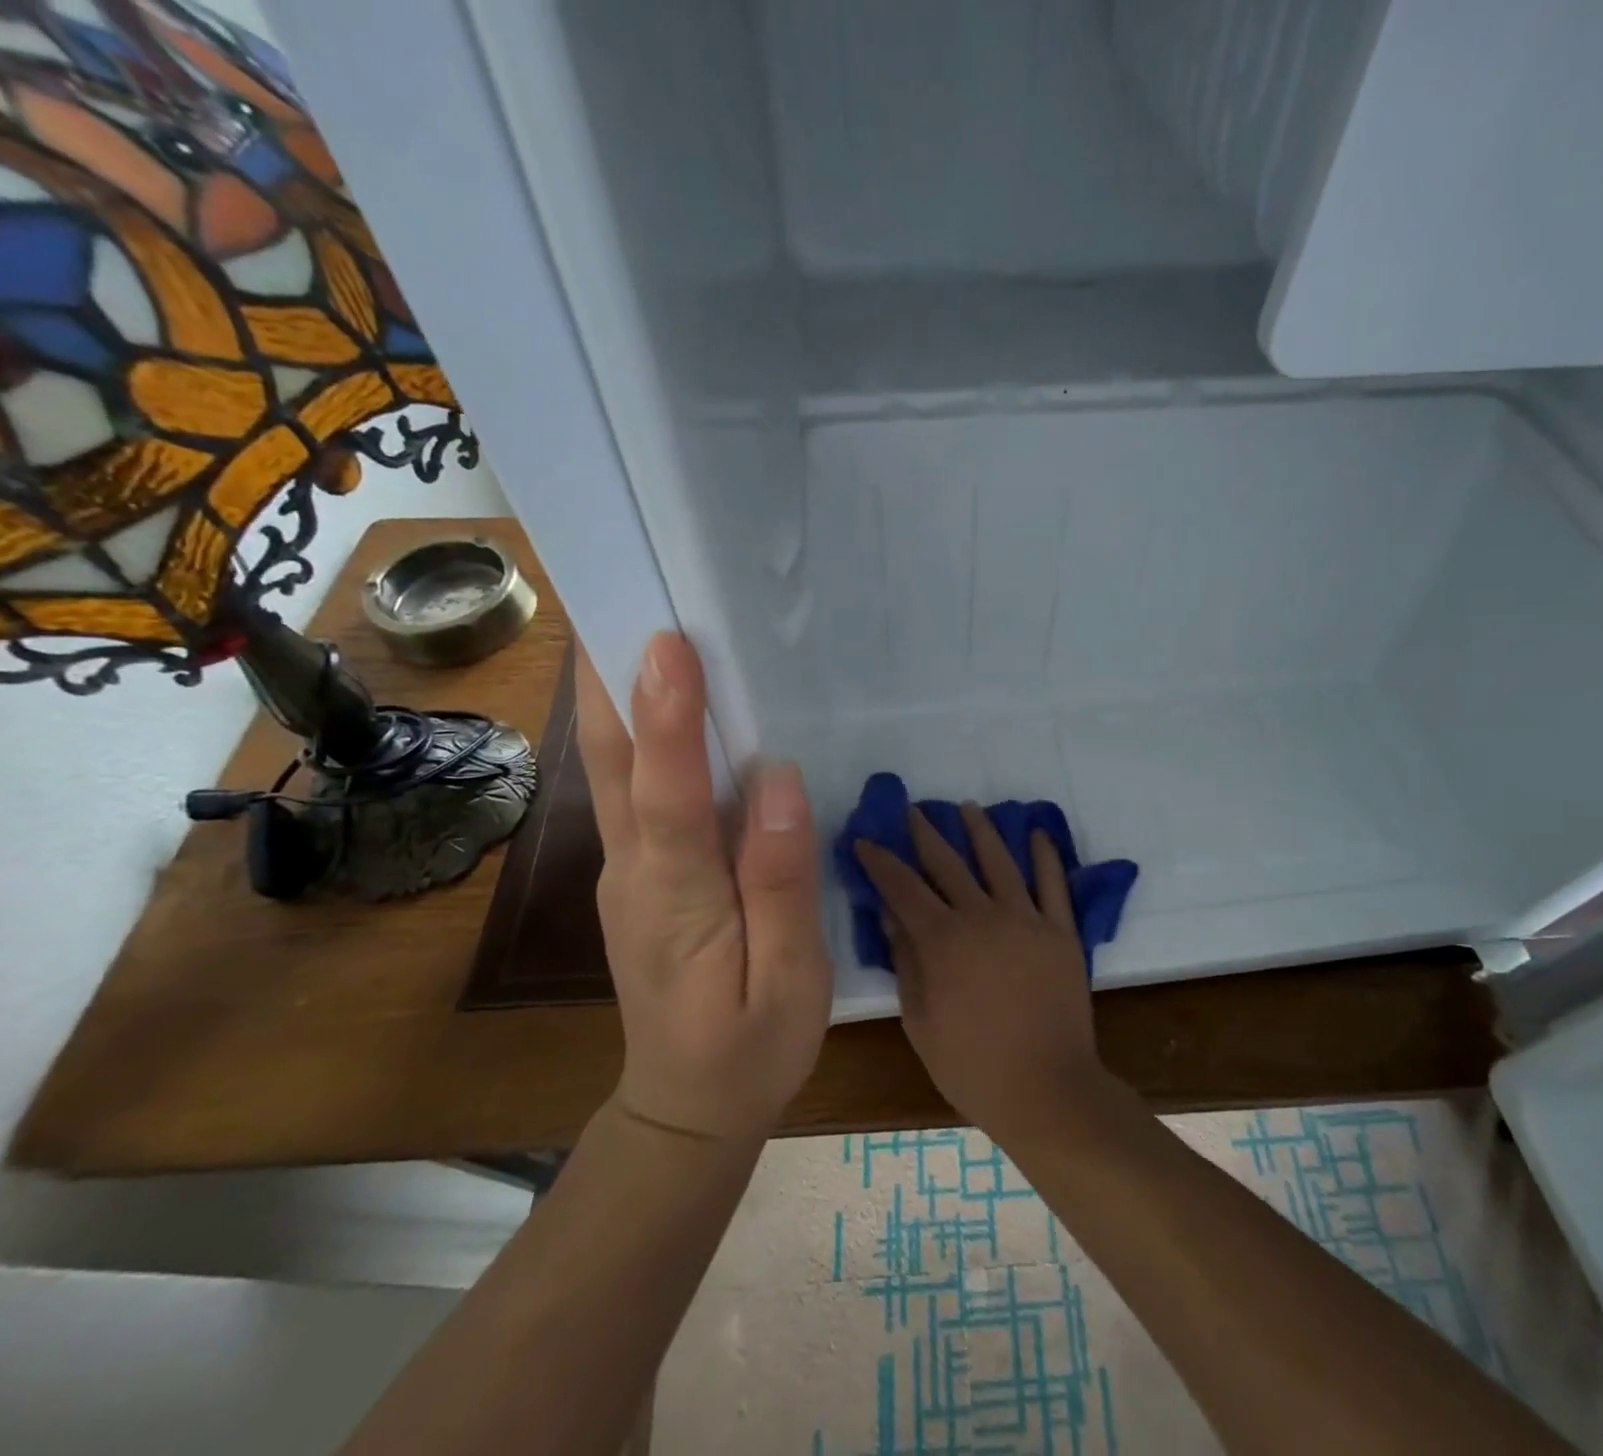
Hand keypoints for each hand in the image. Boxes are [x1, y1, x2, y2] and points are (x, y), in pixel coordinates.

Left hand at [577, 631, 830, 1141]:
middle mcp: (635, 871)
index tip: (669, 645)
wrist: (684, 1108)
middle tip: (621, 597)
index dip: (668, 719)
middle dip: (612, 679)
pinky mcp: (638, 873)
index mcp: (678, 899)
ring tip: (632, 623)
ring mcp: (627, 870)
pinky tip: (663, 702)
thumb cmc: (749, 1049)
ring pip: (614, 771)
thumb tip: (779, 782)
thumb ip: (781, 880)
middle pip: (614, 764)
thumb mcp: (790, 980)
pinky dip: (638, 735)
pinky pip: (632, 791)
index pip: (667, 795)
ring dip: (616, 696)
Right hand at [855, 805, 1104, 1138]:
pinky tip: (1037, 833)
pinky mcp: (1061, 930)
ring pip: (999, 860)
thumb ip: (906, 962)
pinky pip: (1053, 883)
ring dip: (981, 829)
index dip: (881, 861)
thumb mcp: (920, 1020)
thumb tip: (889, 915)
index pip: (902, 887)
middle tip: (912, 809)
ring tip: (967, 807)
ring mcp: (1026, 919)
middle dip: (925, 833)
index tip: (866, 839)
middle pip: (947, 863)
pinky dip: (1045, 855)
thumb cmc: (972, 1065)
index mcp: (942, 940)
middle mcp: (982, 916)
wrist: (1046, 1089)